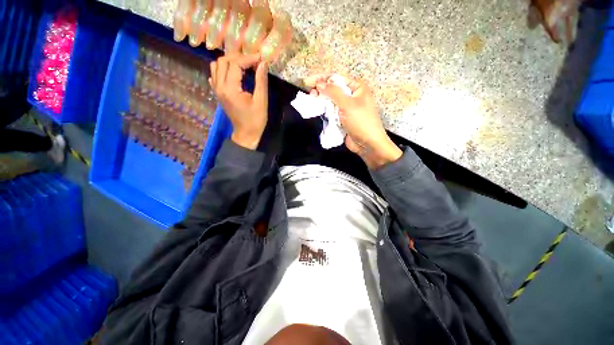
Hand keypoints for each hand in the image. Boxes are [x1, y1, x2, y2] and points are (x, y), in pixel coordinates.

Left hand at [209, 53, 268, 149]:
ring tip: (243, 65)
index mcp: (230, 89)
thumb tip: (263, 63)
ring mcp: (217, 89)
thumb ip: (261, 81)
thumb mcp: (261, 101)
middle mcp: (220, 86)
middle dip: (239, 57)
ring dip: (229, 61)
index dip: (248, 58)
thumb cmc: (256, 120)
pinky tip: (233, 73)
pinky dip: (223, 69)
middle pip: (223, 61)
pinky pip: (215, 74)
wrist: (246, 134)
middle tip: (253, 61)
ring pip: (216, 65)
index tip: (260, 58)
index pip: (235, 64)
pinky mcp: (218, 93)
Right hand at [304, 74, 401, 168]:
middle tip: (310, 93)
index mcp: (357, 87)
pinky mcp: (342, 119)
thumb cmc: (361, 121)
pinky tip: (318, 110)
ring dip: (322, 101)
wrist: (368, 144)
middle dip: (321, 90)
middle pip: (333, 89)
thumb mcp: (348, 104)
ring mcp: (347, 108)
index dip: (322, 79)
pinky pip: (332, 112)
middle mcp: (352, 96)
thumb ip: (333, 92)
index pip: (337, 78)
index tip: (307, 82)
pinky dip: (325, 111)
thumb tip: (319, 83)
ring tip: (312, 102)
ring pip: (331, 101)